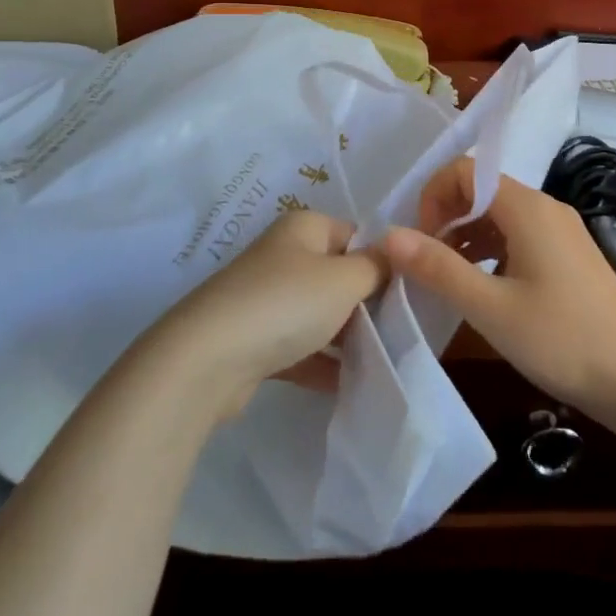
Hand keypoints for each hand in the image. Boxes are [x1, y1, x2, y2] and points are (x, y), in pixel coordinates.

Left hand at [146, 209, 387, 420]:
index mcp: (304, 229)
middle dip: (367, 303)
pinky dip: (321, 364)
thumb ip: (377, 267)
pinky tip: (350, 386)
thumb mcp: (345, 279)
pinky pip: (299, 347)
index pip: (356, 235)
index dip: (383, 261)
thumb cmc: (285, 304)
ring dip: (346, 337)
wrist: (207, 361)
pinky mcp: (254, 340)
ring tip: (383, 361)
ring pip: (319, 314)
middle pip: (338, 275)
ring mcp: (265, 298)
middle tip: (400, 331)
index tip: (409, 293)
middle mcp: (283, 256)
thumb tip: (394, 256)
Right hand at [380, 158, 615, 422]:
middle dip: (446, 217)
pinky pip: (519, 237)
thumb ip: (438, 268)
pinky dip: (491, 252)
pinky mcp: (570, 257)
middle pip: (483, 190)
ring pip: (500, 216)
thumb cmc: (563, 339)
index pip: (466, 170)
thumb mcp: (490, 307)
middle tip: (427, 264)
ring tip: (448, 280)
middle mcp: (546, 208)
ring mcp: (562, 232)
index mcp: (527, 207)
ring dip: (466, 237)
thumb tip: (389, 235)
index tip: (420, 242)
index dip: (434, 196)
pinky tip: (484, 290)